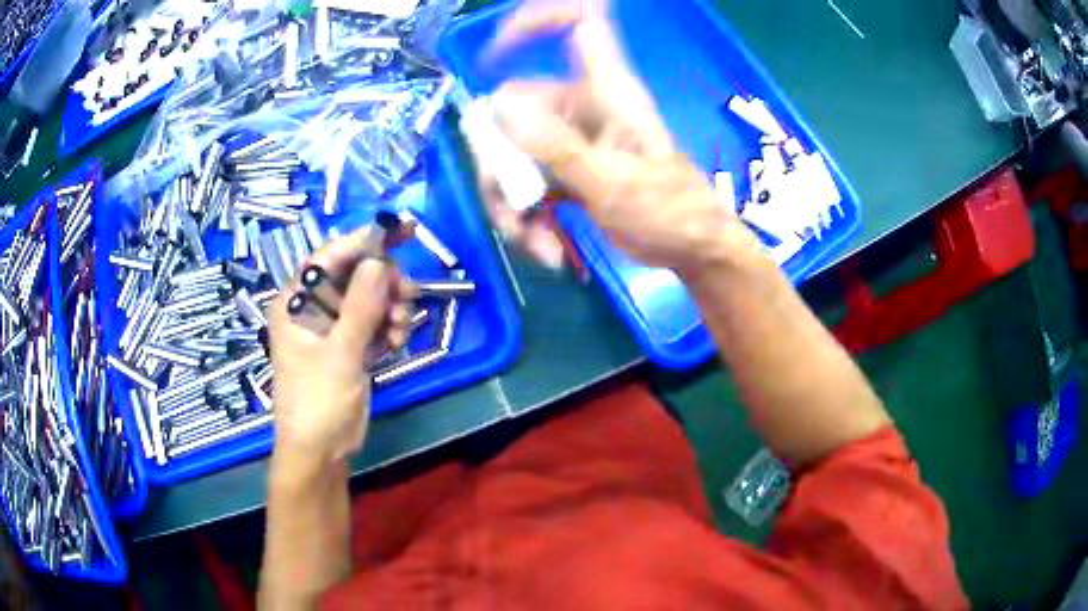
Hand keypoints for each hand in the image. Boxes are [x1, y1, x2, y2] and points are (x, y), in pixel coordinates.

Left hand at [269, 225, 416, 463]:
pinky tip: (398, 341)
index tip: (400, 230)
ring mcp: (333, 328)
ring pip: (369, 298)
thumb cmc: (318, 403)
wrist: (320, 453)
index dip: (363, 240)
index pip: (329, 258)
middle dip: (384, 282)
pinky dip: (389, 327)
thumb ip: (360, 307)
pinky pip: (374, 322)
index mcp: (296, 302)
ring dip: (391, 307)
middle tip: (408, 295)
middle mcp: (313, 308)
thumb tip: (378, 262)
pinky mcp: (350, 346)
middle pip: (354, 275)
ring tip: (402, 328)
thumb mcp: (340, 355)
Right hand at [472, 12, 761, 277]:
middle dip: (502, 168)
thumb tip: (498, 107)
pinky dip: (529, 218)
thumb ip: (555, 146)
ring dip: (513, 205)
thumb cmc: (670, 212)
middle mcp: (582, 107)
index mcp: (606, 91)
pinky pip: (527, 184)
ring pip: (513, 157)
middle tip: (513, 215)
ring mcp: (571, 141)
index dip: (536, 23)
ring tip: (539, 248)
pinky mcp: (567, 172)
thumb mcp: (611, 182)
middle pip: (513, 113)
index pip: (579, 24)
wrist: (692, 252)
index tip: (493, 53)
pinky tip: (547, 249)